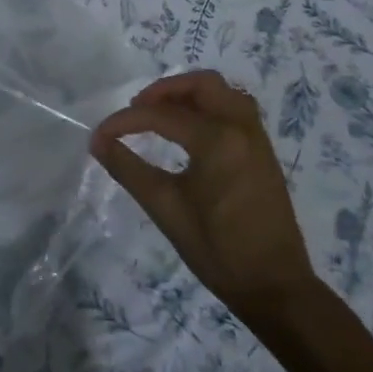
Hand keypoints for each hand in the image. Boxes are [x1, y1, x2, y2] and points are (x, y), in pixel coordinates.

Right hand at [91, 70, 317, 313]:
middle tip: (137, 111)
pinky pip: (236, 110)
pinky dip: (209, 107)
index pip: (161, 115)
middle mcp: (241, 128)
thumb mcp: (165, 208)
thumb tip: (98, 142)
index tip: (100, 136)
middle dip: (164, 91)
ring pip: (223, 93)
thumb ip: (128, 169)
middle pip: (202, 84)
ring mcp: (257, 139)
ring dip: (190, 95)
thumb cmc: (217, 250)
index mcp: (217, 140)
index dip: (125, 121)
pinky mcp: (264, 152)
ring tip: (162, 116)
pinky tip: (190, 132)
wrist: (275, 287)